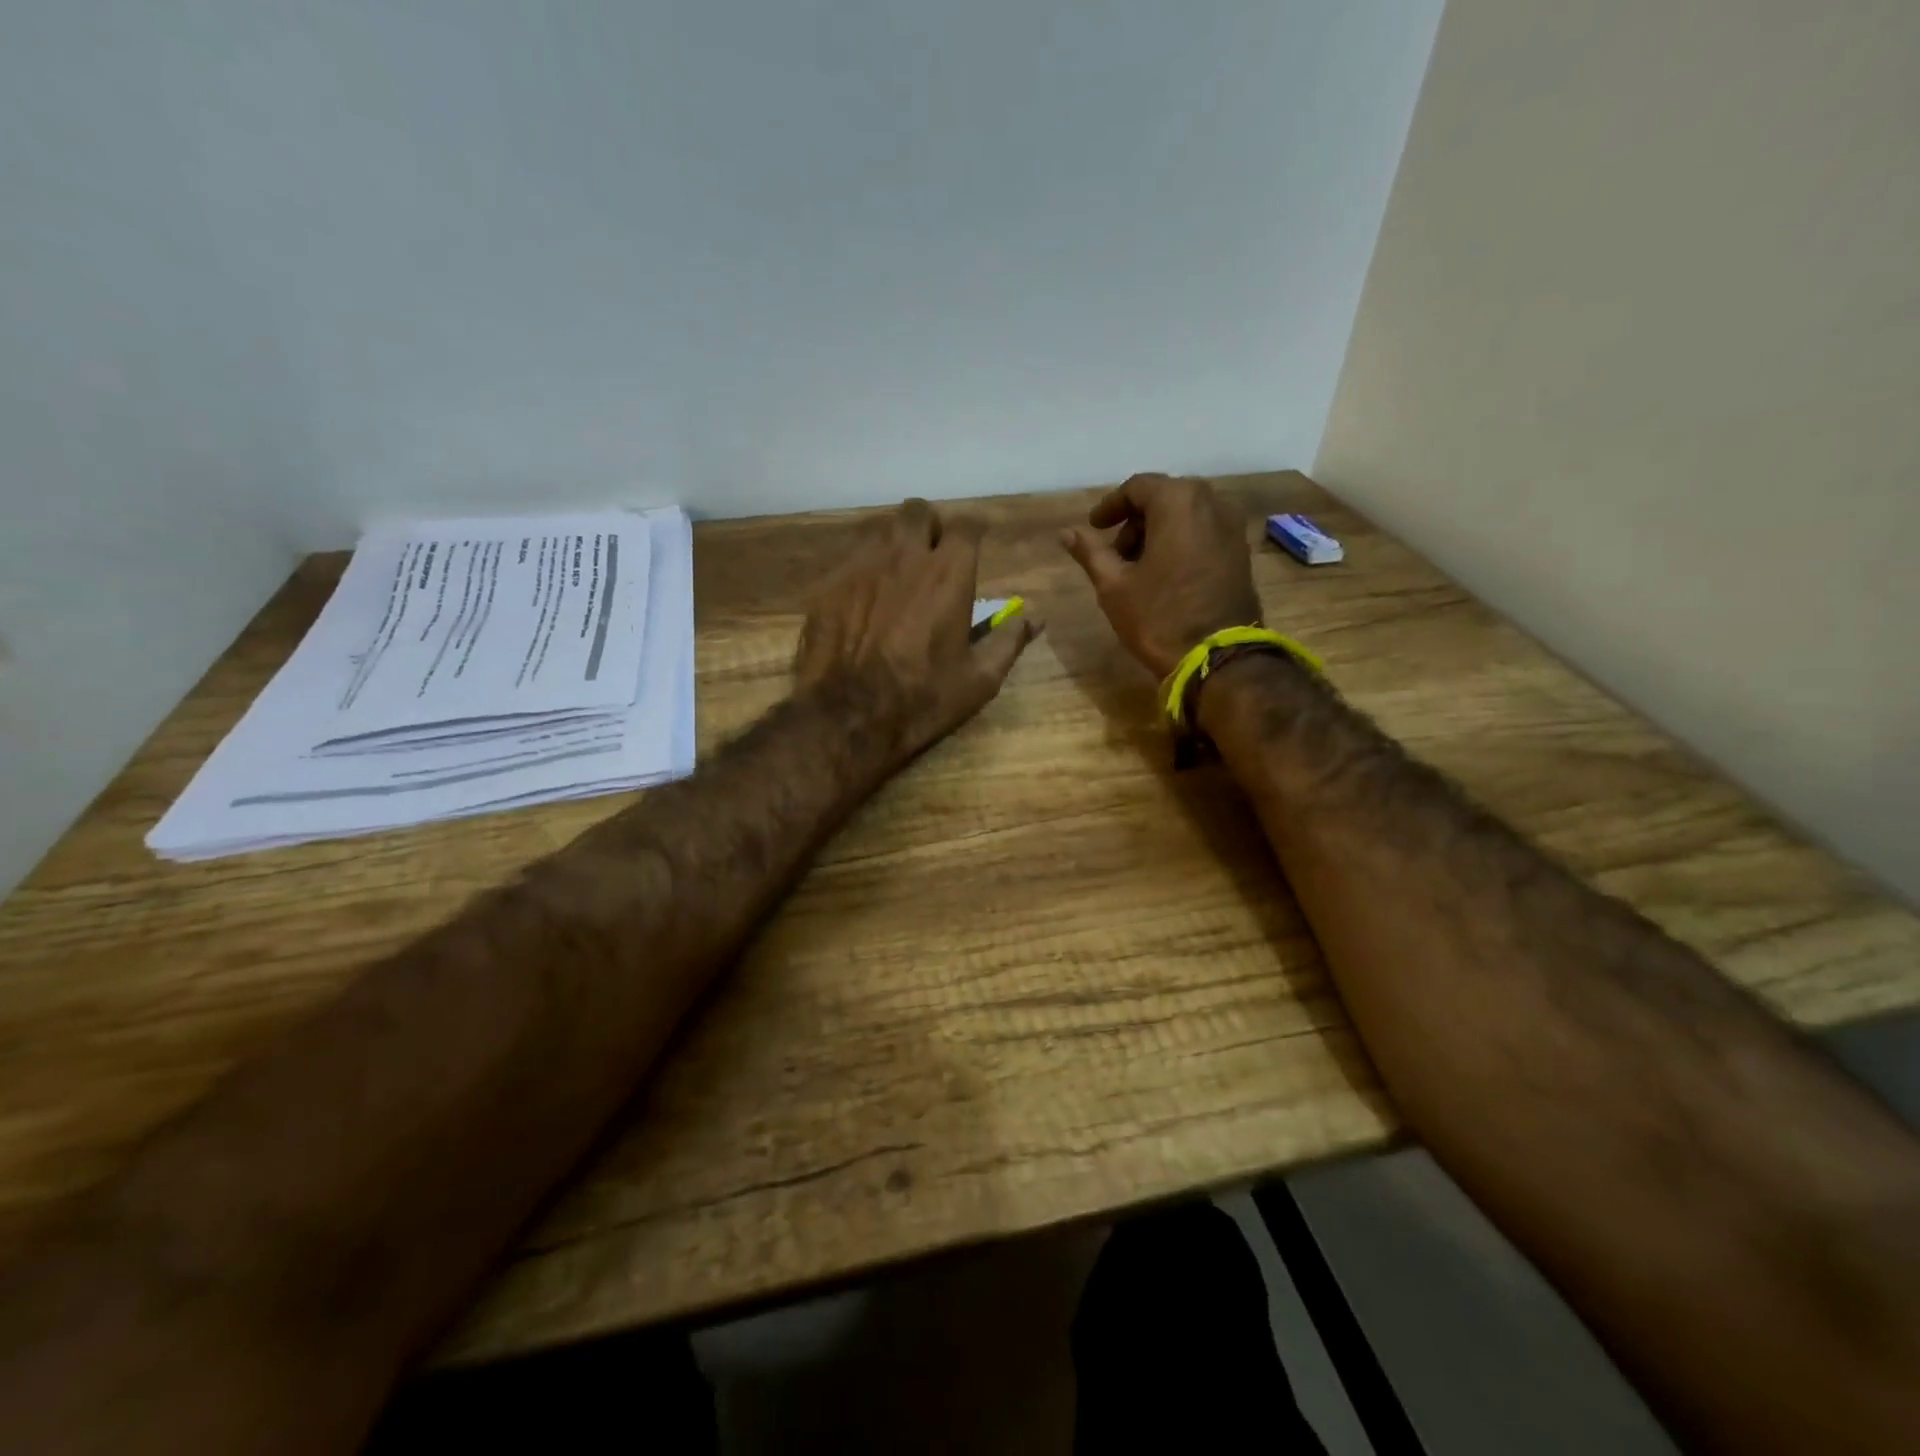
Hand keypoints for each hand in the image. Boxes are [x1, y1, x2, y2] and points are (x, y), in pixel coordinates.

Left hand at [797, 498, 1039, 759]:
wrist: (848, 715)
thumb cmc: (923, 699)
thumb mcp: (979, 679)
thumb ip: (1008, 642)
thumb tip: (1035, 619)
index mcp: (949, 573)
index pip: (967, 526)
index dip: (973, 532)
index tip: (975, 544)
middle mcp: (905, 555)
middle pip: (918, 511)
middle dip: (929, 526)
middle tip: (932, 554)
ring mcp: (861, 565)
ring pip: (880, 528)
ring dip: (894, 542)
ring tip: (897, 571)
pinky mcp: (829, 584)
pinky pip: (849, 559)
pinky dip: (863, 569)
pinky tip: (863, 598)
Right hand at [1061, 474, 1261, 677]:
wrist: (1218, 658)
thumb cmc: (1159, 617)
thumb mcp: (1114, 585)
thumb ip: (1091, 552)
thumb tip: (1067, 533)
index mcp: (1178, 502)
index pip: (1138, 487)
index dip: (1111, 506)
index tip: (1094, 527)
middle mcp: (1212, 503)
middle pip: (1165, 497)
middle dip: (1136, 520)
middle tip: (1115, 552)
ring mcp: (1232, 528)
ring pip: (1187, 515)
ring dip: (1158, 532)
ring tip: (1138, 567)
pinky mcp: (1241, 552)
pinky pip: (1204, 532)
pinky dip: (1181, 542)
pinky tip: (1165, 574)